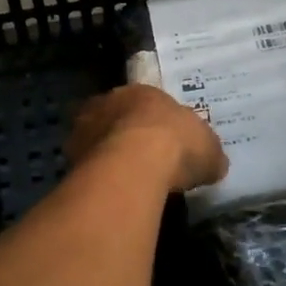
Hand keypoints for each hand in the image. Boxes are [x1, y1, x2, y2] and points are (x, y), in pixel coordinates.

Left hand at [66, 84, 227, 193]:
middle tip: (140, 161)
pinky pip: (85, 165)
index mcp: (143, 92)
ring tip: (123, 181)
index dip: (156, 124)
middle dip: (126, 135)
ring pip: (96, 139)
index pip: (147, 104)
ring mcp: (85, 127)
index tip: (163, 144)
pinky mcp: (70, 155)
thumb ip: (209, 155)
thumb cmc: (177, 145)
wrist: (135, 164)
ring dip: (106, 155)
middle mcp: (109, 102)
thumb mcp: (209, 151)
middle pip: (117, 117)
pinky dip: (95, 177)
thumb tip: (215, 165)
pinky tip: (109, 193)